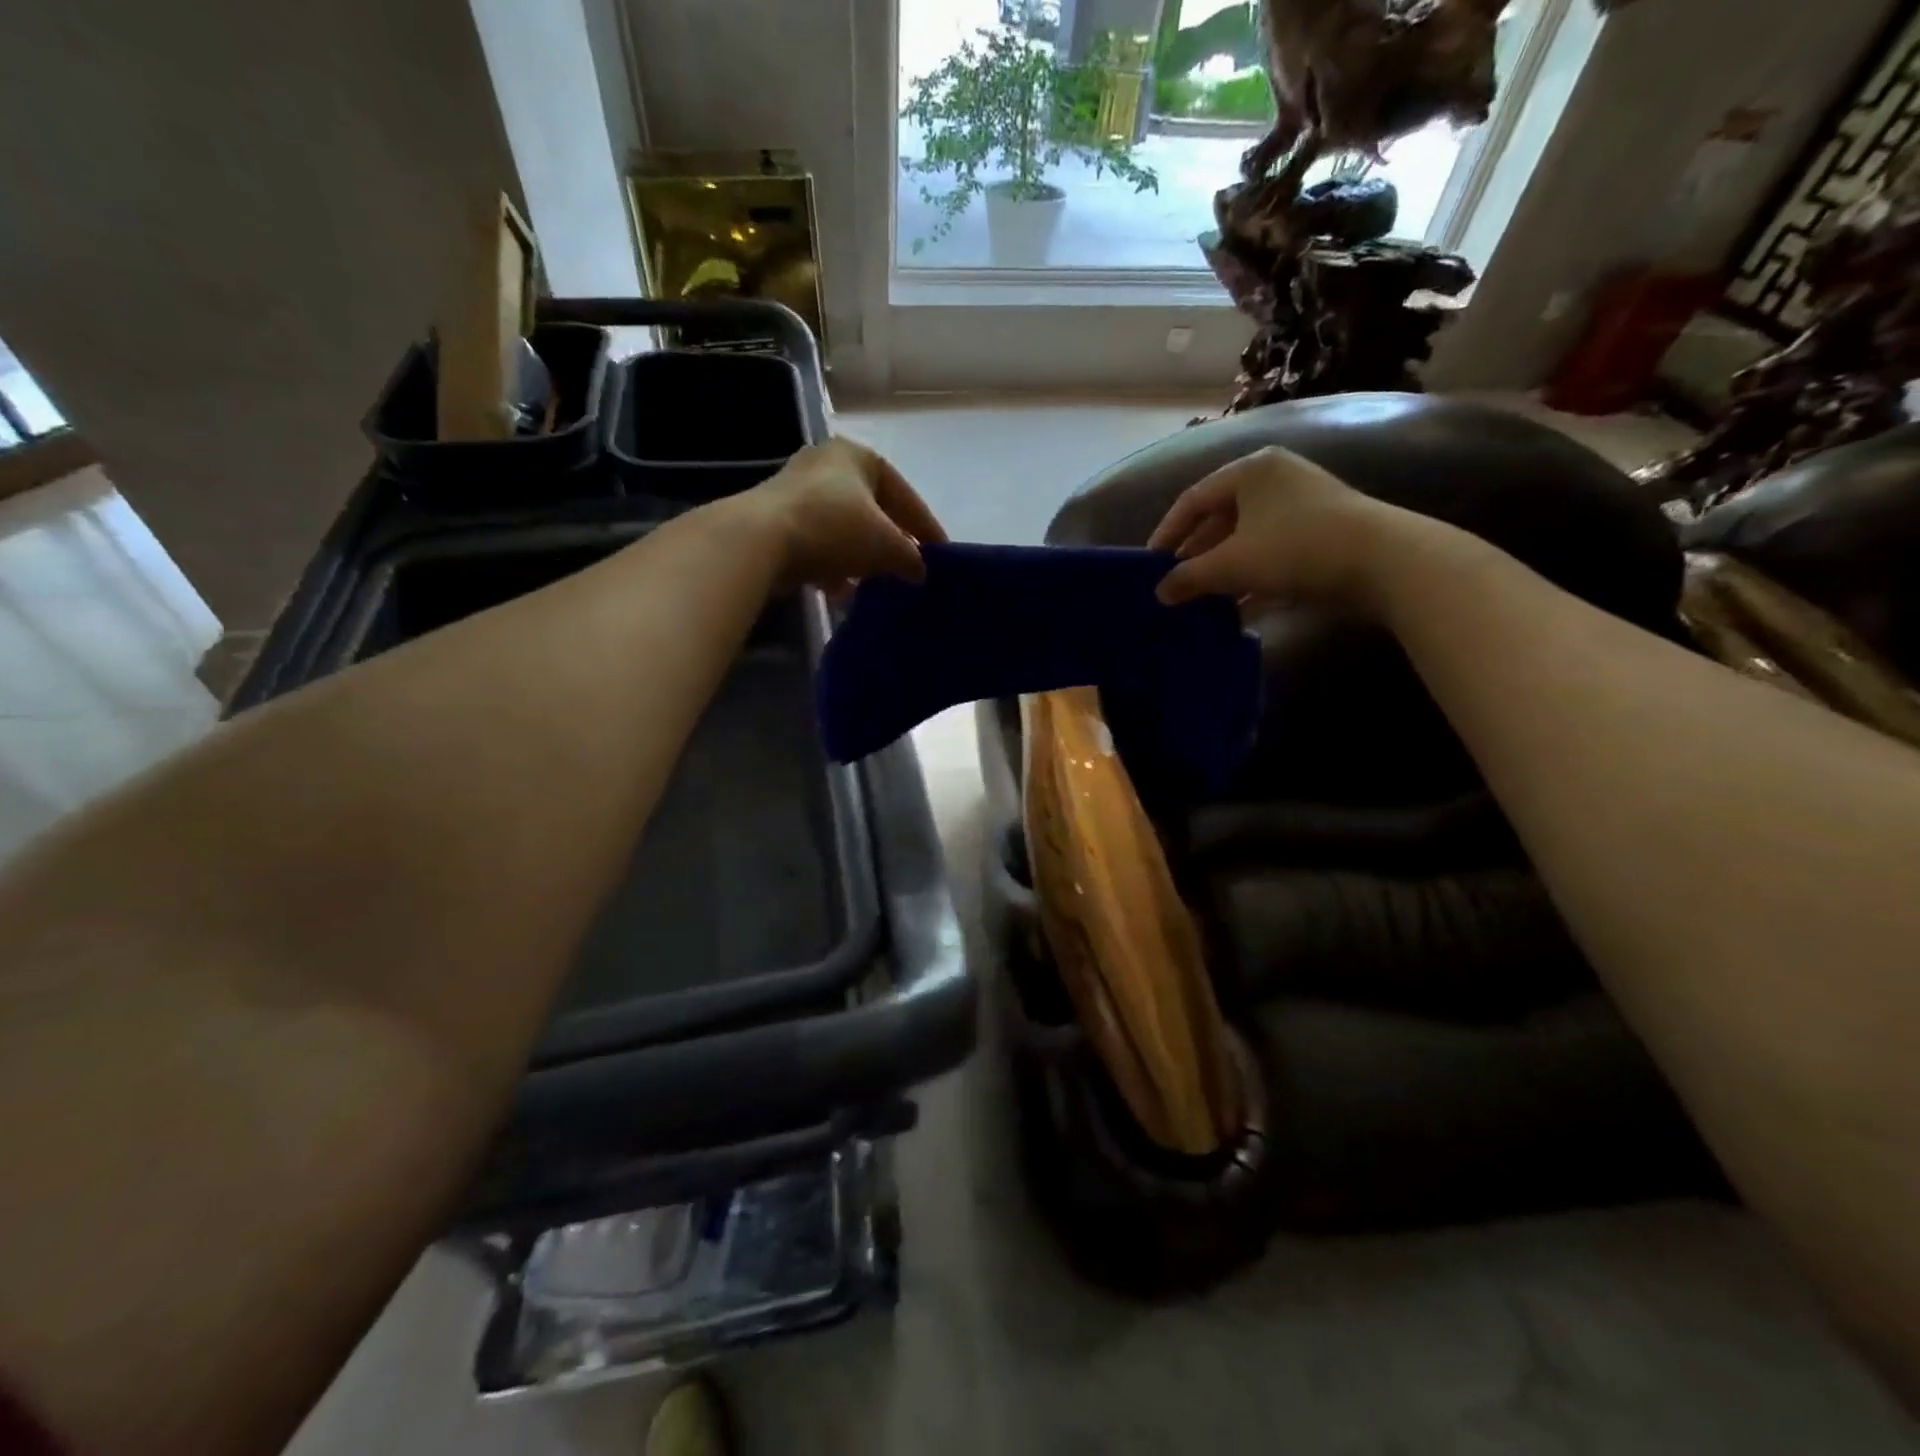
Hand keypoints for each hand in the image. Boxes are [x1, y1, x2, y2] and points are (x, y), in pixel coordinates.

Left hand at [744, 438, 947, 591]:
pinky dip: (833, 565)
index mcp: (858, 456)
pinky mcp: (775, 520)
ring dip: (861, 557)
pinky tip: (841, 591)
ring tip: (876, 584)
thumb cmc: (834, 528)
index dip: (926, 528)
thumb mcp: (886, 545)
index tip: (942, 554)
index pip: (905, 495)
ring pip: (843, 529)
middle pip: (872, 510)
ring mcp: (796, 491)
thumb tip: (920, 572)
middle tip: (908, 568)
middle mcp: (826, 464)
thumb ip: (910, 557)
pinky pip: (817, 544)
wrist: (759, 540)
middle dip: (890, 542)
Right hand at [1149, 445, 1426, 614]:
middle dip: (1195, 557)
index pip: (1192, 500)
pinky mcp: (1321, 532)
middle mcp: (1274, 479)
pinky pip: (1271, 553)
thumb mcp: (1232, 564)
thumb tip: (1159, 593)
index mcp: (1250, 471)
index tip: (1148, 565)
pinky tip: (1236, 609)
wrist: (1384, 561)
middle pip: (1219, 520)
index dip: (1166, 534)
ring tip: (1199, 603)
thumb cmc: (1295, 548)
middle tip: (1173, 587)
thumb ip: (1189, 577)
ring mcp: (1301, 505)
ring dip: (1221, 572)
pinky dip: (1251, 578)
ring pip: (1246, 540)